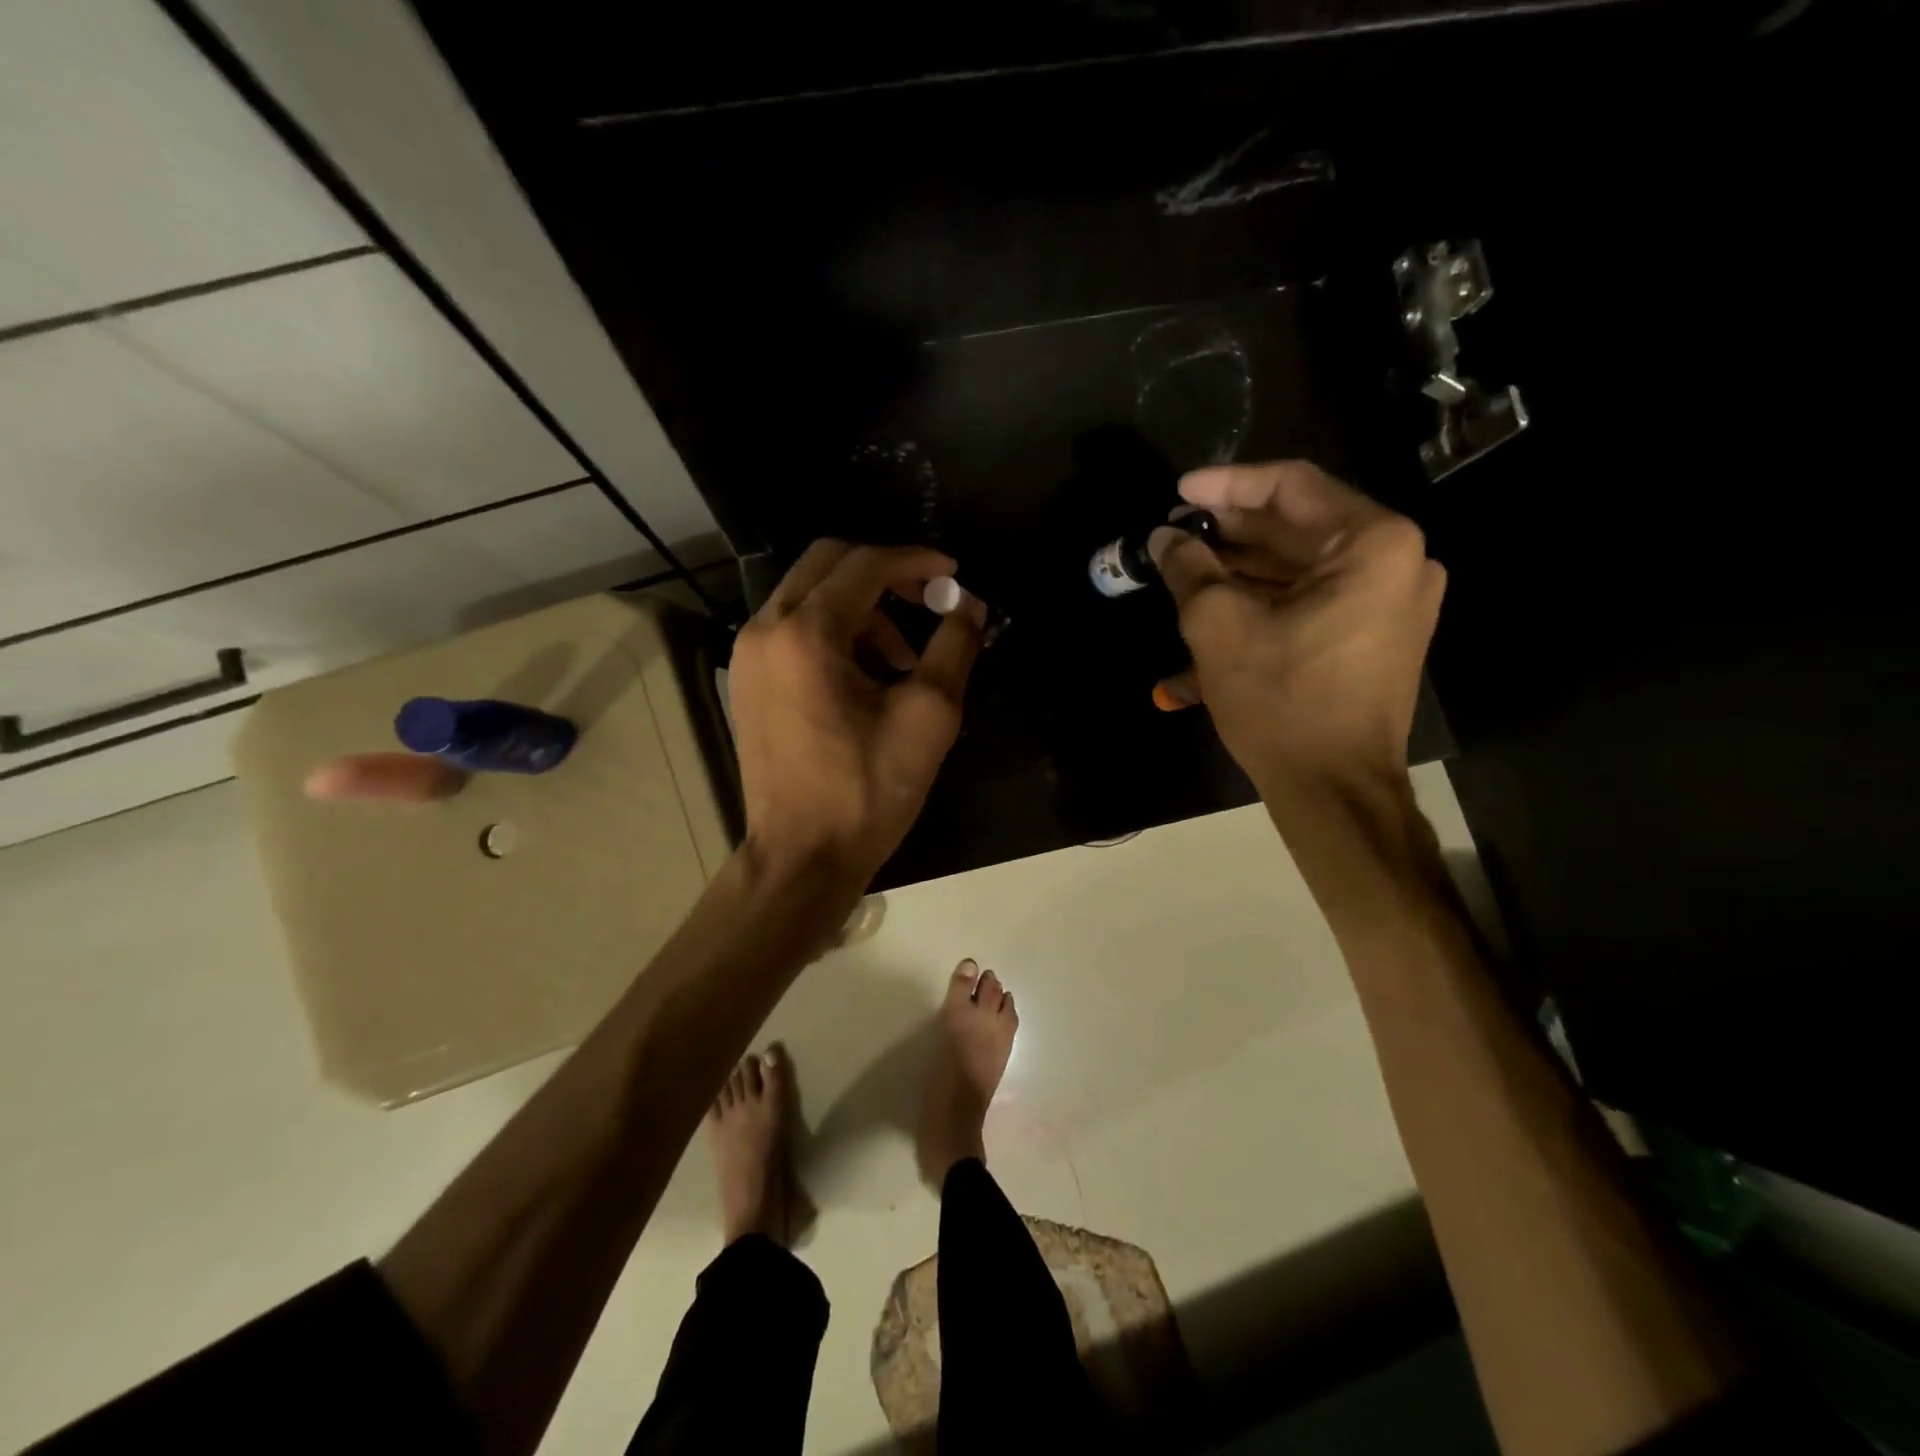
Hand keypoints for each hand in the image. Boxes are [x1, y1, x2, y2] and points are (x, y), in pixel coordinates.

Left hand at [729, 541, 985, 882]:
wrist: (802, 857)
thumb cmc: (867, 791)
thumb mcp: (928, 717)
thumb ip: (954, 647)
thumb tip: (970, 605)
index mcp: (807, 633)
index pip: (865, 565)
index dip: (916, 561)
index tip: (953, 576)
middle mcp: (766, 629)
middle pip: (827, 563)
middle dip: (884, 572)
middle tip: (928, 599)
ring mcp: (748, 655)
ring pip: (809, 595)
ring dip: (861, 607)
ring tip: (904, 658)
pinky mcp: (746, 680)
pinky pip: (793, 628)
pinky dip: (834, 631)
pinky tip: (866, 675)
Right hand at [1149, 461, 1444, 793]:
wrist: (1335, 789)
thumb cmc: (1282, 701)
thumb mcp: (1220, 627)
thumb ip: (1190, 569)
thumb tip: (1165, 539)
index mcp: (1373, 545)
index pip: (1291, 488)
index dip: (1227, 485)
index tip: (1178, 492)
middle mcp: (1397, 562)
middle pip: (1300, 526)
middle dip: (1231, 530)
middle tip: (1177, 531)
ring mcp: (1391, 602)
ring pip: (1303, 566)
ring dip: (1243, 567)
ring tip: (1185, 568)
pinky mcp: (1375, 635)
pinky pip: (1314, 600)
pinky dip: (1266, 601)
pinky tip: (1213, 609)